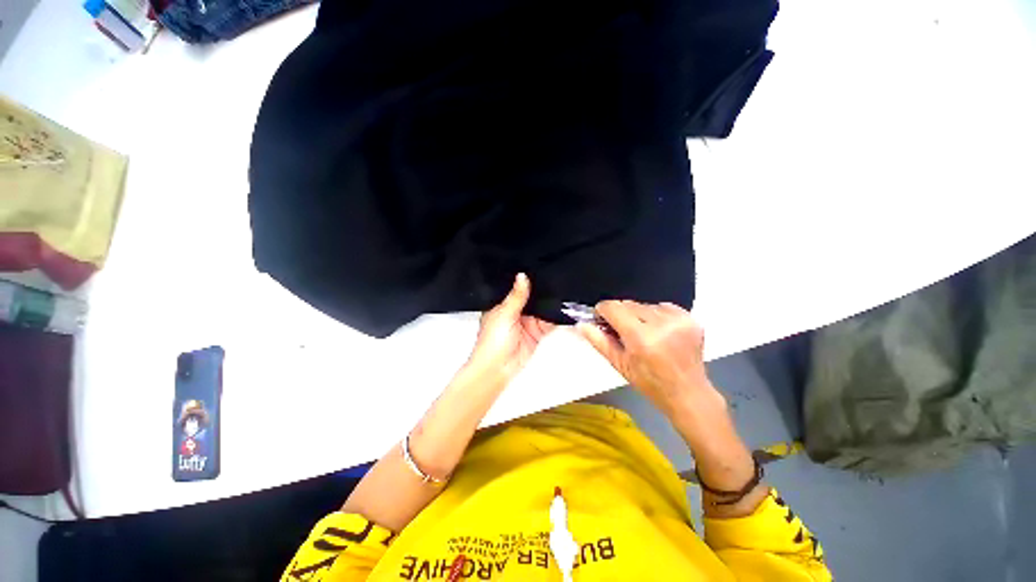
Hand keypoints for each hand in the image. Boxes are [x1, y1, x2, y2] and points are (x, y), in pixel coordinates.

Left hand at [465, 273, 554, 385]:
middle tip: (556, 278)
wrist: (497, 369)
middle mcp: (516, 313)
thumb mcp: (504, 314)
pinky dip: (556, 318)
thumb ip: (516, 296)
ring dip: (550, 305)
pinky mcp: (537, 334)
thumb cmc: (492, 342)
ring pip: (542, 310)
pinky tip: (563, 309)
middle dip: (543, 292)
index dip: (527, 282)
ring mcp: (527, 323)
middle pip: (533, 299)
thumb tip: (522, 276)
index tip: (539, 269)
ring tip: (563, 290)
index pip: (517, 289)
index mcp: (503, 305)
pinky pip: (548, 323)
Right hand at [576, 300, 722, 421]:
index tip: (601, 319)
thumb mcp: (619, 364)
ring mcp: (679, 320)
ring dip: (638, 315)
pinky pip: (663, 306)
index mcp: (641, 338)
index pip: (613, 307)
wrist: (687, 393)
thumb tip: (582, 324)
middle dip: (620, 314)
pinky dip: (656, 315)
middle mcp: (661, 324)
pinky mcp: (690, 319)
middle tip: (623, 331)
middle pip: (628, 304)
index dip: (603, 311)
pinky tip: (659, 331)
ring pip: (644, 304)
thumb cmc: (649, 383)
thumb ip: (599, 341)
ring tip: (643, 333)